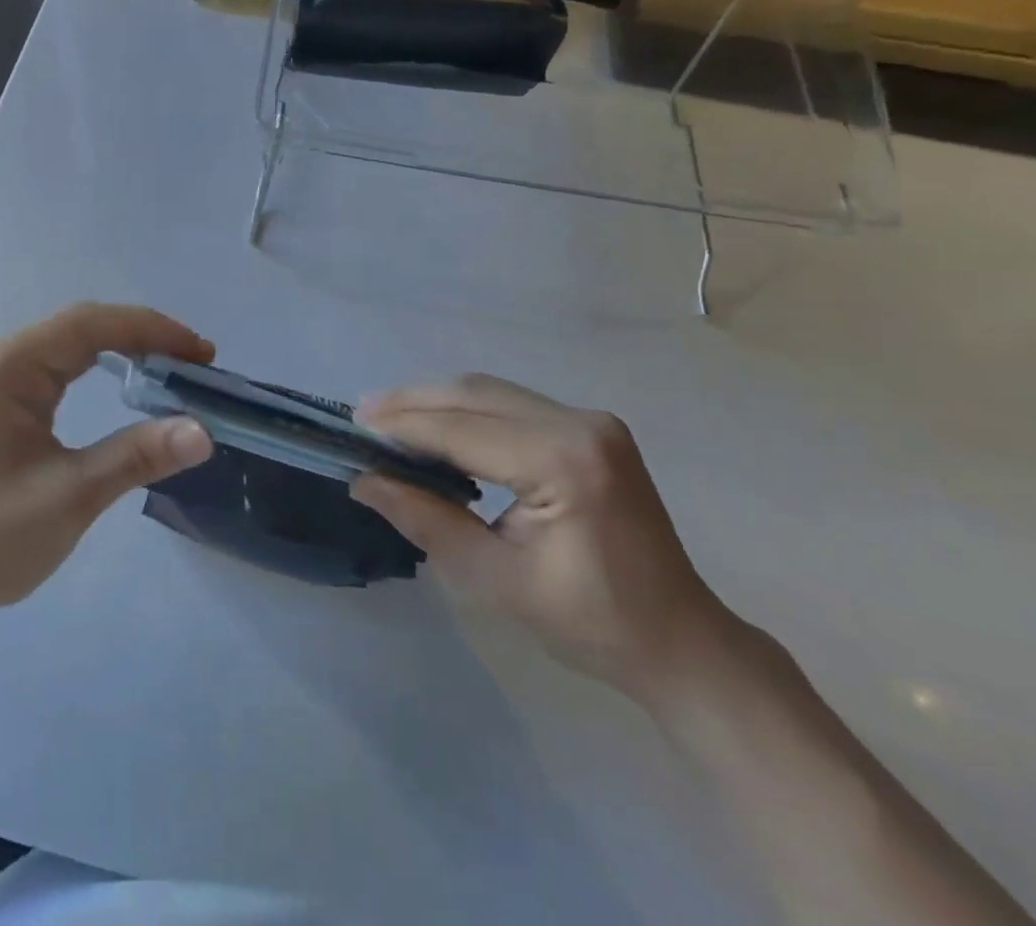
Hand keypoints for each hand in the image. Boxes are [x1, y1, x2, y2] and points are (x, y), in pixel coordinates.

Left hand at [0, 304, 214, 633]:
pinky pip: (58, 368)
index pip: (87, 325)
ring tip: (172, 366)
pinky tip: (126, 381)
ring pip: (70, 345)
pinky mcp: (0, 405)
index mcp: (5, 370)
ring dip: (123, 348)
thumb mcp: (72, 497)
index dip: (149, 329)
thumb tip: (204, 431)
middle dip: (141, 336)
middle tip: (195, 360)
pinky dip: (99, 367)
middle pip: (79, 327)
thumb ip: (137, 455)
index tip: (199, 351)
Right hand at [353, 374, 737, 705]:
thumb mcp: (496, 580)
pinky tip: (438, 427)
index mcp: (565, 461)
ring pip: (491, 392)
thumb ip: (426, 521)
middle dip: (413, 402)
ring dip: (437, 402)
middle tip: (362, 415)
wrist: (682, 642)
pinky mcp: (590, 428)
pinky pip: (511, 405)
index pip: (463, 430)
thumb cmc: (591, 623)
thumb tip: (364, 482)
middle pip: (475, 395)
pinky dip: (467, 412)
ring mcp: (590, 420)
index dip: (403, 427)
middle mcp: (580, 423)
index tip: (354, 426)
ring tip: (387, 418)